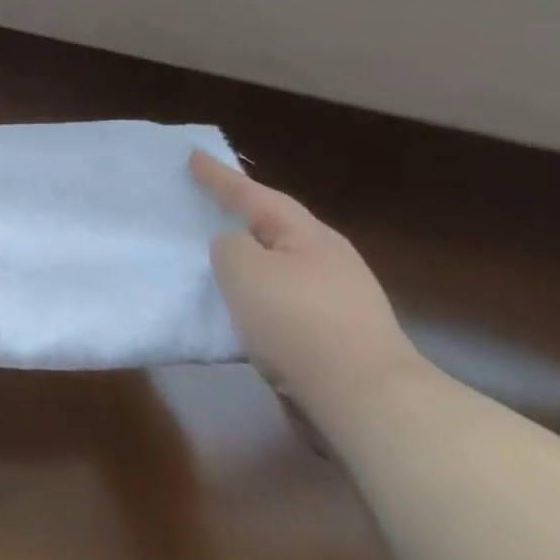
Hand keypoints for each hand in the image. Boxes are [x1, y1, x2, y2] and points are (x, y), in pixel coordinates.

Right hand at [190, 151, 422, 422]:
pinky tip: (247, 308)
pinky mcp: (339, 339)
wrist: (367, 403)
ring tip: (221, 256)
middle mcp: (330, 259)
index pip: (253, 194)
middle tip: (211, 201)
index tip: (192, 156)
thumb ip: (229, 246)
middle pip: (277, 226)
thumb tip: (239, 250)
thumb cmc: (297, 322)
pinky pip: (287, 301)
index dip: (219, 177)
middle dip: (244, 213)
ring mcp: (341, 301)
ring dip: (253, 258)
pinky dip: (262, 295)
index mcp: (308, 234)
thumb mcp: (243, 268)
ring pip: (283, 266)